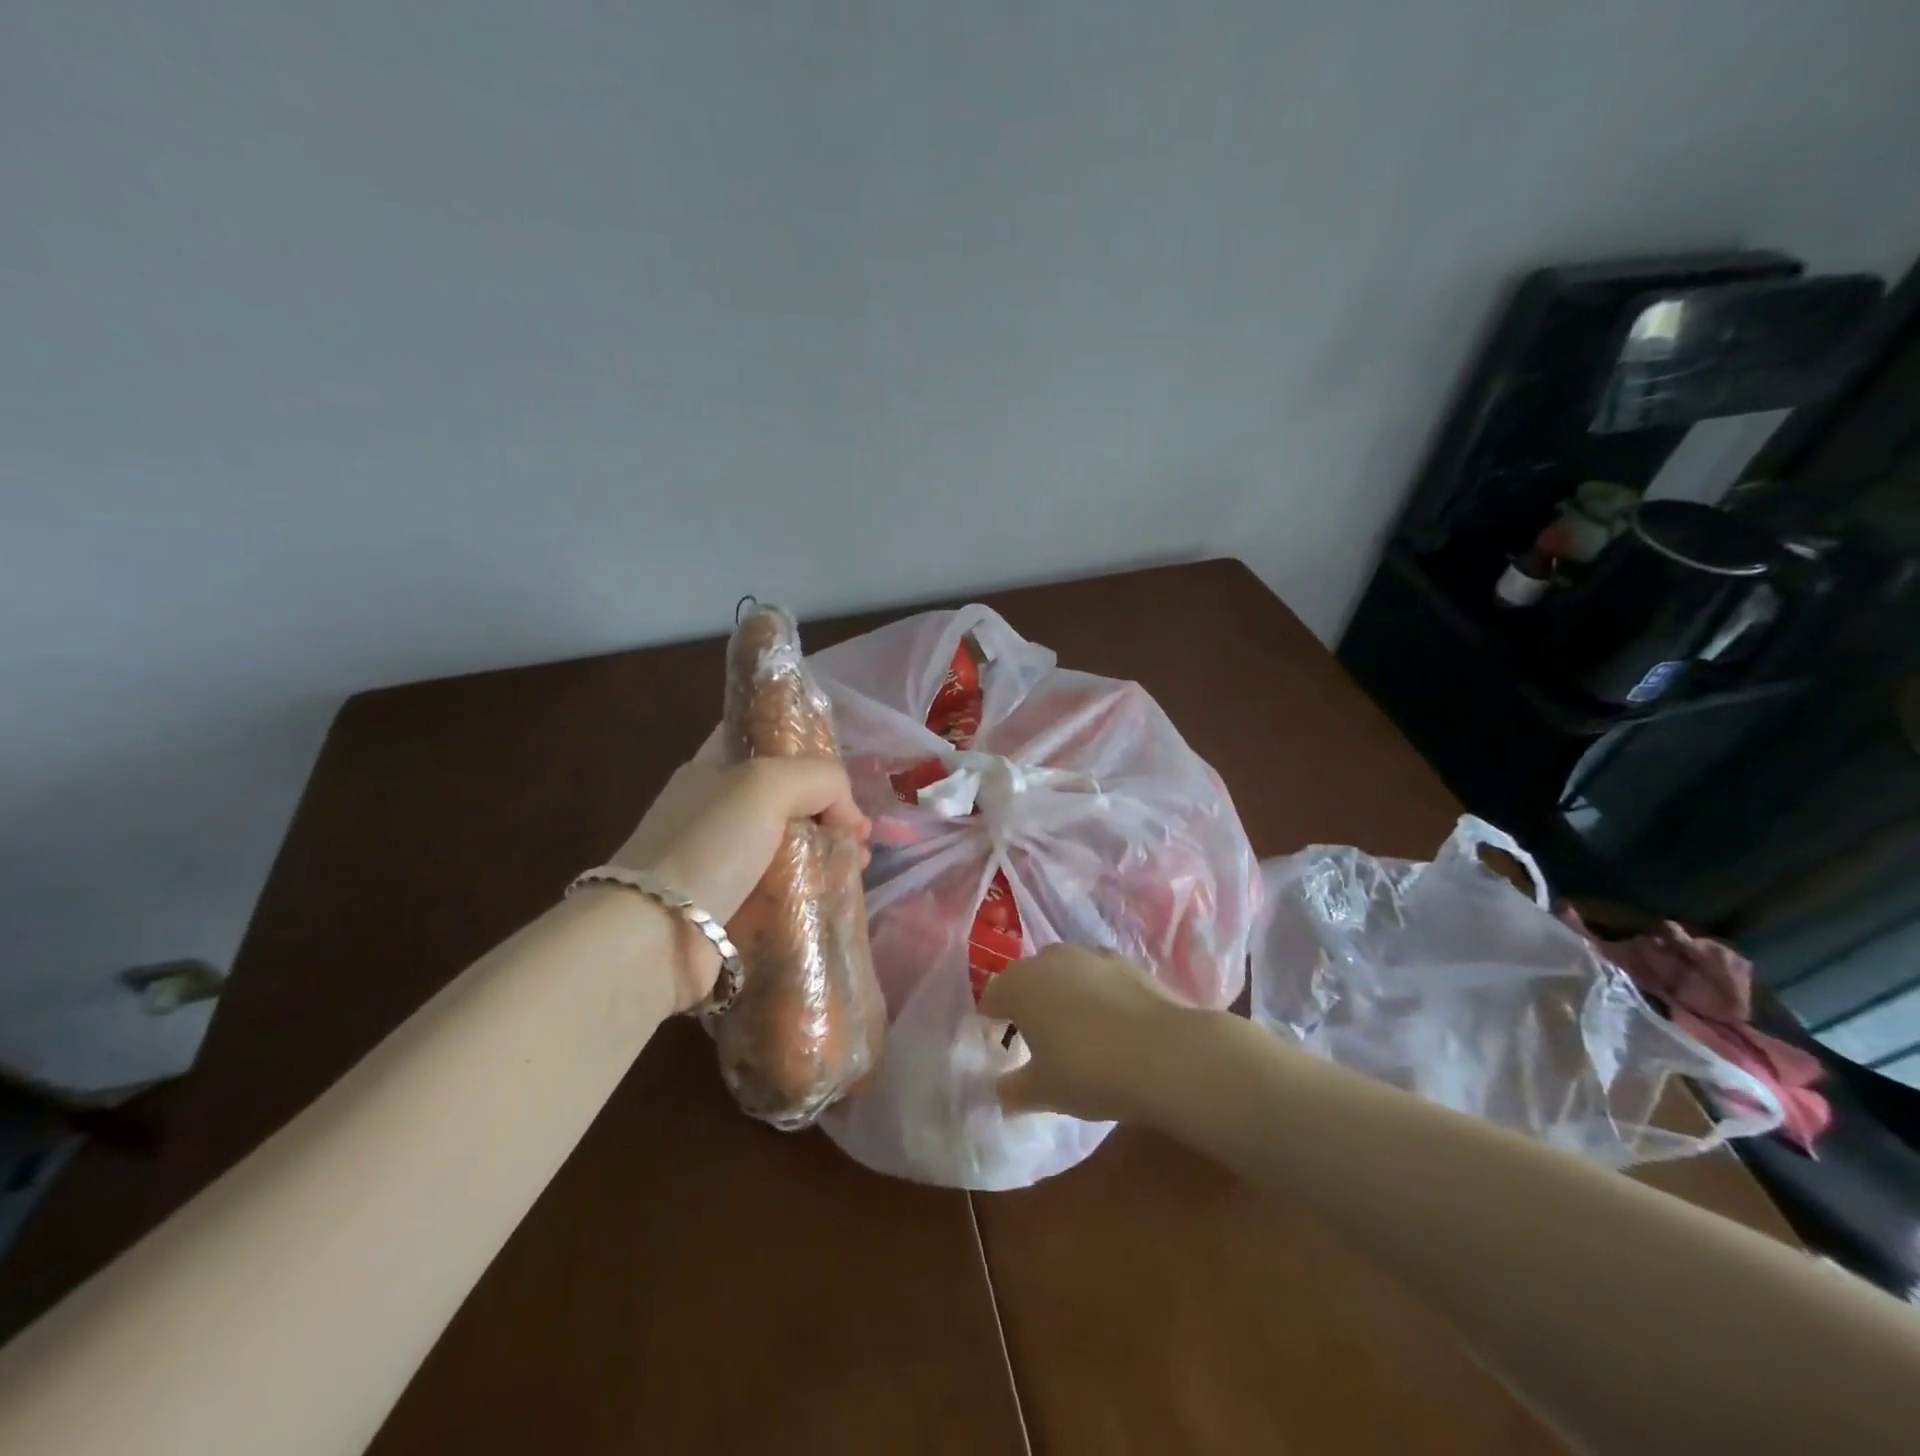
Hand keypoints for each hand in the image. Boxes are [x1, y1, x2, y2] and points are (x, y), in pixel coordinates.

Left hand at [604, 757, 870, 1009]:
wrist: (656, 935)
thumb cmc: (710, 845)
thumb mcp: (768, 784)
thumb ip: (821, 779)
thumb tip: (851, 818)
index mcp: (711, 771)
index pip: (766, 745)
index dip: (809, 753)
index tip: (845, 779)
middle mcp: (714, 812)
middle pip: (785, 799)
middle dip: (829, 811)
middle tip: (860, 833)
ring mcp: (719, 863)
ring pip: (788, 847)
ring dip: (827, 853)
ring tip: (858, 866)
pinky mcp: (728, 908)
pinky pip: (780, 890)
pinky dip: (810, 890)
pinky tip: (838, 894)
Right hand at [980, 945, 1190, 1123]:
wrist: (1164, 1053)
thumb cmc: (1088, 1071)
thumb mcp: (1043, 1091)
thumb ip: (1014, 1089)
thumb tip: (1001, 1090)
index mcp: (1019, 985)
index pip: (992, 996)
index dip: (993, 1020)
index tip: (1000, 1043)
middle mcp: (1049, 958)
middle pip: (1028, 978)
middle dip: (1028, 1002)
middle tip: (1038, 1039)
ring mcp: (1089, 954)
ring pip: (1064, 971)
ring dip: (1062, 993)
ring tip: (1076, 1029)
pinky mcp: (1125, 961)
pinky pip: (1097, 975)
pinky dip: (1096, 992)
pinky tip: (1110, 1022)